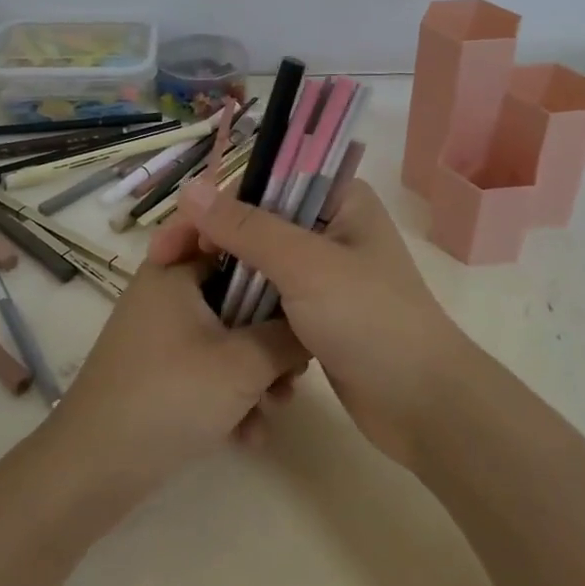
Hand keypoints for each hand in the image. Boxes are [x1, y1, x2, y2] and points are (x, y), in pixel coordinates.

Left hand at [45, 252, 308, 503]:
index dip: (273, 256)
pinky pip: (207, 368)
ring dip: (257, 372)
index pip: (233, 238)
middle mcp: (166, 294)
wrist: (91, 473)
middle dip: (271, 334)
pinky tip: (250, 435)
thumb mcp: (243, 364)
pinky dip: (230, 395)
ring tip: (278, 406)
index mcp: (176, 271)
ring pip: (226, 337)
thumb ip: (287, 337)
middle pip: (236, 295)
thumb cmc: (169, 397)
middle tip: (298, 363)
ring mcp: (160, 335)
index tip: (306, 282)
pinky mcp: (159, 373)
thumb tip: (316, 325)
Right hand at [158, 181, 470, 468]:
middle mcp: (333, 228)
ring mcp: (325, 273)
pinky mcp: (317, 313)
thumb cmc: (369, 320)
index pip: (267, 181)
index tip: (177, 228)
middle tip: (164, 263)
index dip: (219, 198)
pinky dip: (245, 308)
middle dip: (215, 242)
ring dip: (227, 278)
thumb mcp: (305, 264)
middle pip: (259, 222)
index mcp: (341, 200)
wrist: (420, 404)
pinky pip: (270, 299)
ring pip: (261, 264)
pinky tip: (212, 321)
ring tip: (178, 293)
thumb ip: (247, 227)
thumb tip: (190, 189)